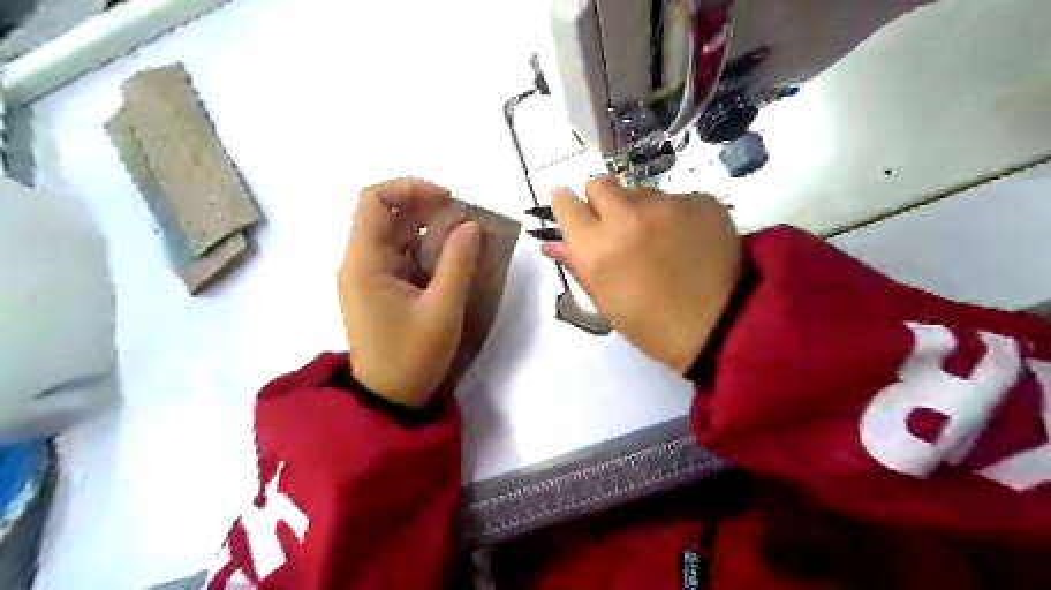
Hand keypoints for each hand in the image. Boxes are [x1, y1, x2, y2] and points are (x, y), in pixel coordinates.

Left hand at [340, 180, 480, 407]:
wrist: (390, 399)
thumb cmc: (412, 357)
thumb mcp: (442, 310)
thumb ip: (458, 263)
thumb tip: (470, 225)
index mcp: (364, 263)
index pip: (374, 201)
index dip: (410, 188)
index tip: (448, 198)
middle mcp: (362, 262)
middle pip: (390, 215)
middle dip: (429, 209)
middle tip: (466, 222)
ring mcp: (372, 276)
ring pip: (400, 235)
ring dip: (433, 230)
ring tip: (467, 239)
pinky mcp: (384, 289)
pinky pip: (406, 256)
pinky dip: (430, 251)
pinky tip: (455, 259)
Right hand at [541, 179, 736, 373]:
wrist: (724, 325)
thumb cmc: (654, 325)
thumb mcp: (607, 303)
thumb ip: (578, 266)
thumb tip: (551, 243)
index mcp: (598, 248)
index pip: (566, 204)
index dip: (565, 204)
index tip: (571, 208)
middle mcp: (628, 217)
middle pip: (600, 184)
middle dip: (602, 200)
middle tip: (617, 226)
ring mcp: (668, 204)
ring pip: (640, 191)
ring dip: (640, 210)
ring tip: (659, 240)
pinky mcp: (701, 200)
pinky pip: (675, 198)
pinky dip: (675, 215)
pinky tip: (687, 241)